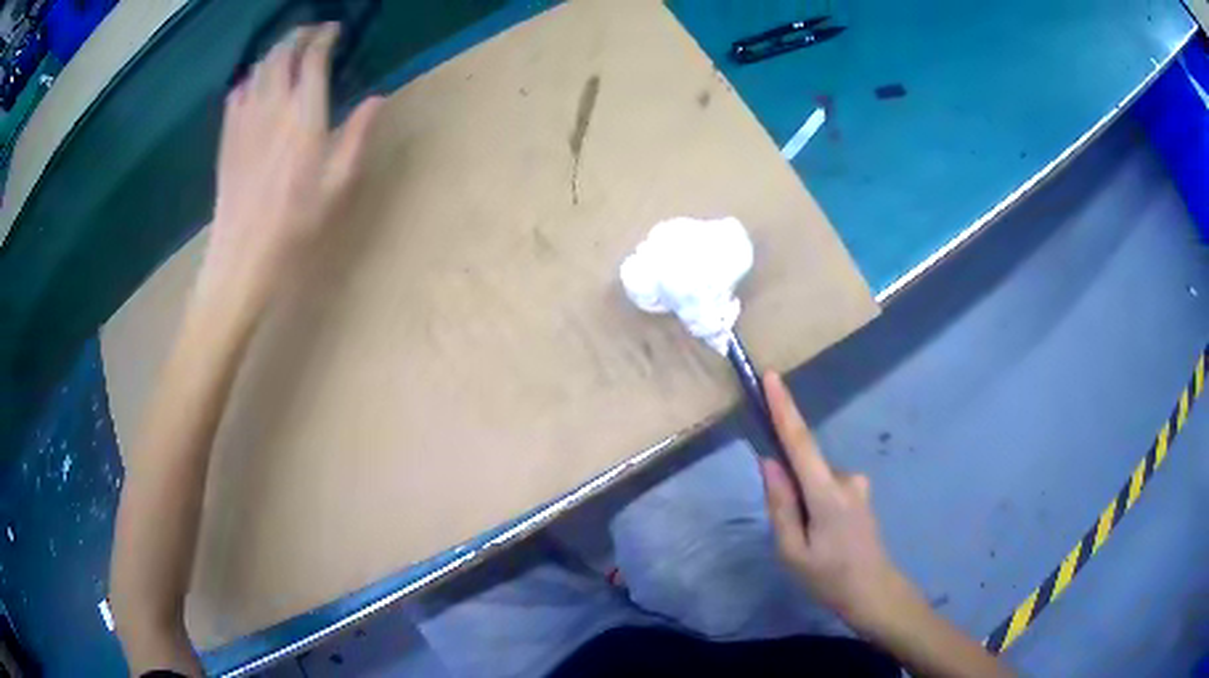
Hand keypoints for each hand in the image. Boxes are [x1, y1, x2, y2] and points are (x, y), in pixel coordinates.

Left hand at [195, 23, 383, 312]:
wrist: (241, 258)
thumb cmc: (296, 227)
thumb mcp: (338, 186)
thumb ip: (357, 135)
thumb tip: (377, 98)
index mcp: (304, 117)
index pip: (313, 59)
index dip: (324, 38)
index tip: (334, 31)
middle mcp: (272, 108)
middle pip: (281, 54)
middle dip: (297, 36)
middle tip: (311, 33)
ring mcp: (244, 121)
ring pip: (257, 69)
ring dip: (274, 53)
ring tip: (287, 52)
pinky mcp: (227, 138)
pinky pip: (236, 94)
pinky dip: (249, 79)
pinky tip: (255, 85)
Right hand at [759, 372, 907, 629]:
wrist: (873, 591)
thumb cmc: (828, 576)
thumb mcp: (791, 551)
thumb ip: (780, 504)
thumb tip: (770, 463)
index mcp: (827, 493)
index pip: (800, 442)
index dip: (784, 408)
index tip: (771, 376)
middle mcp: (846, 478)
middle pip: (805, 467)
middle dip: (789, 489)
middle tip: (794, 534)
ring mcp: (857, 484)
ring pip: (815, 480)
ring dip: (804, 501)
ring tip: (811, 542)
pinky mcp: (860, 492)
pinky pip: (826, 486)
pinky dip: (815, 502)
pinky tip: (823, 536)